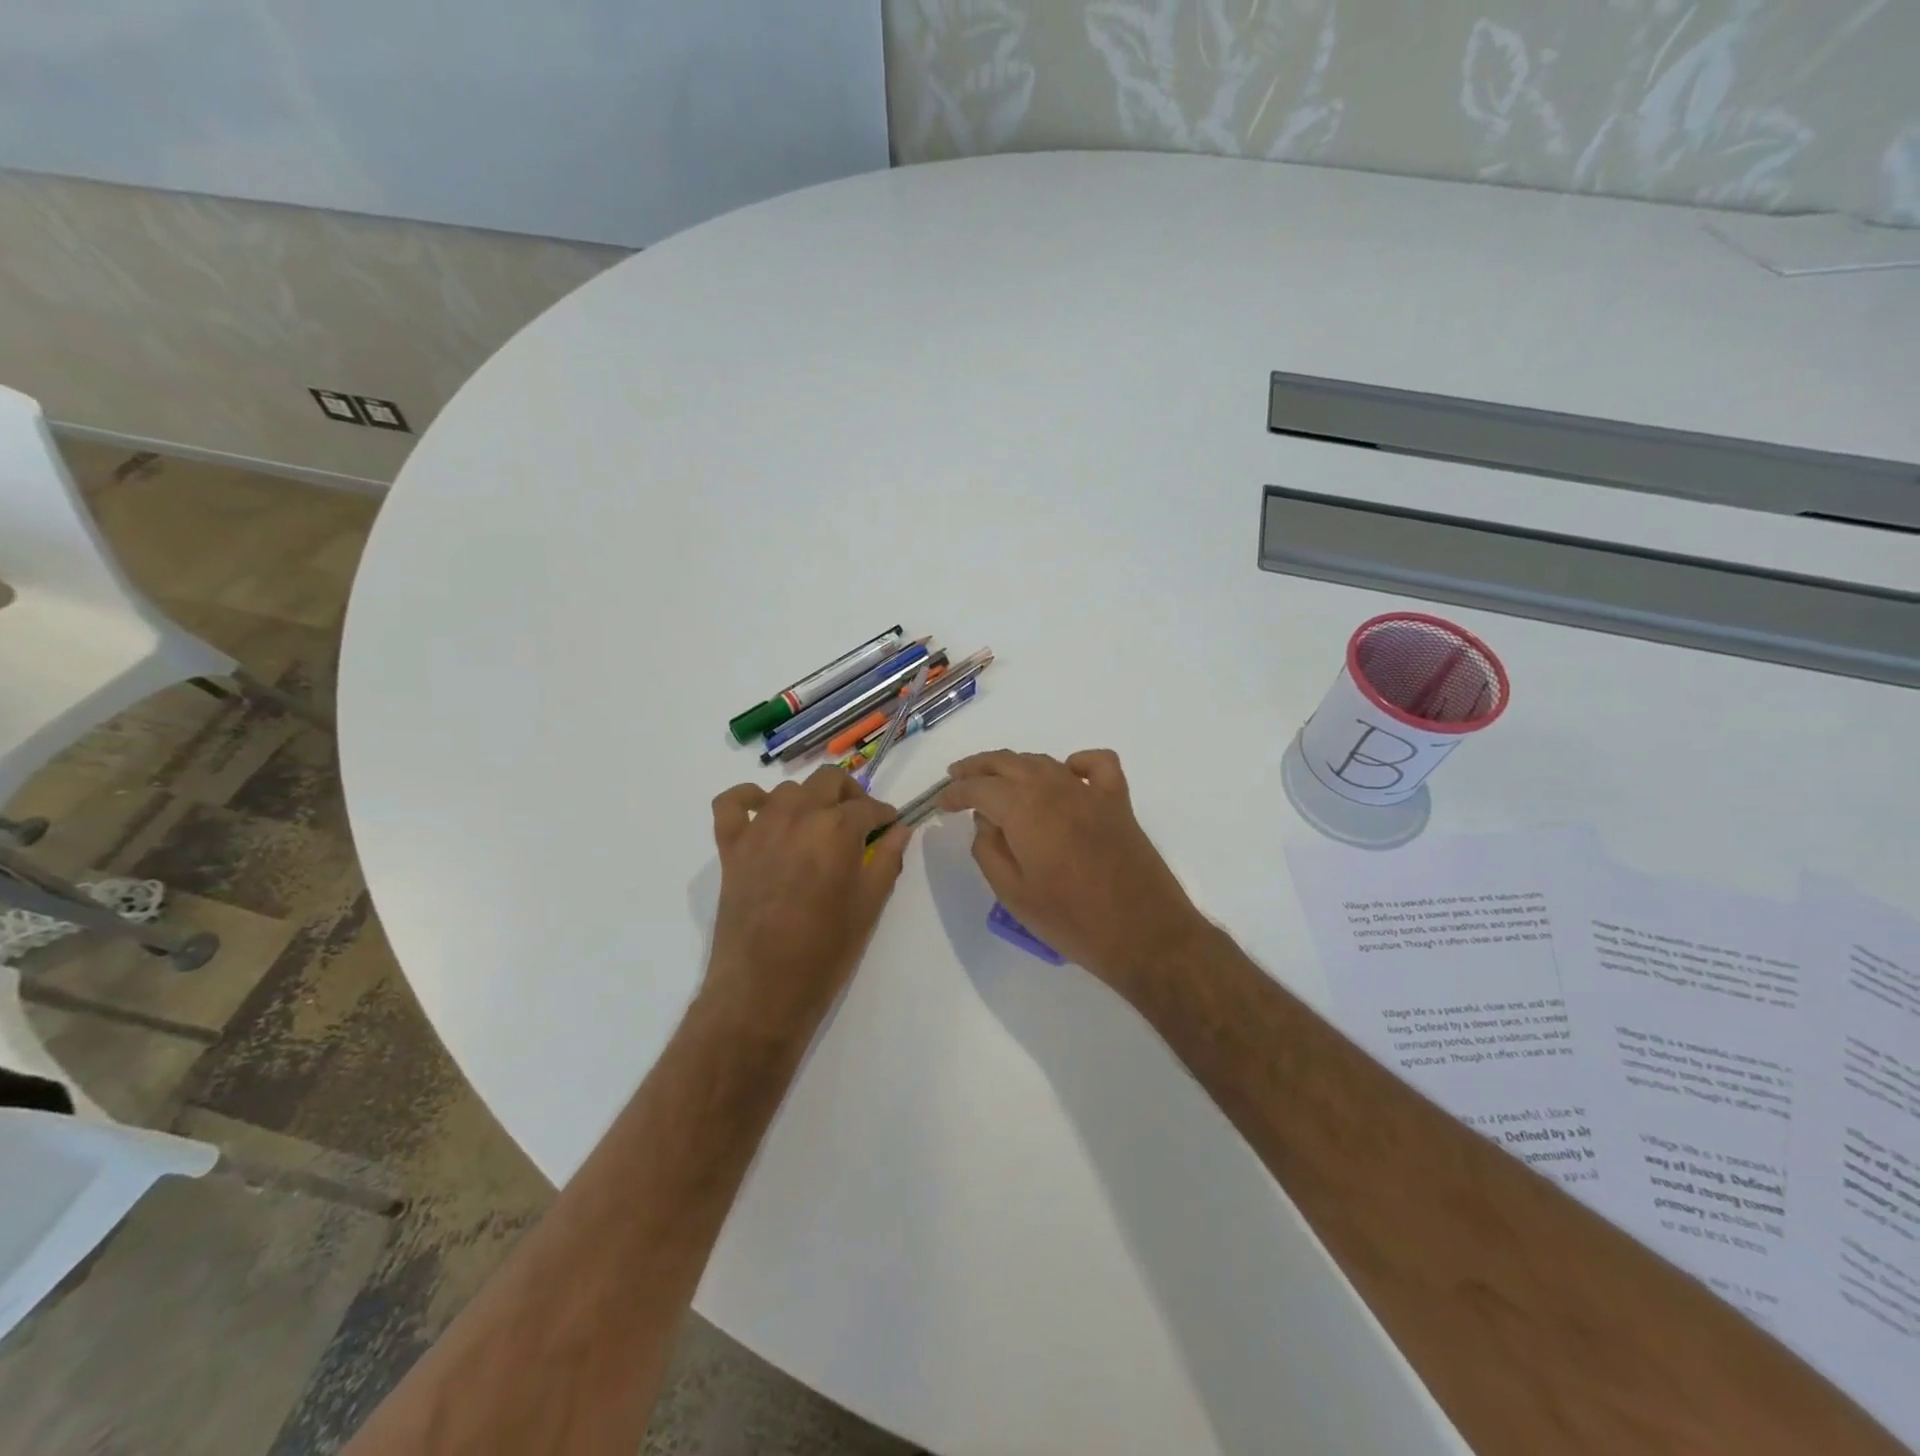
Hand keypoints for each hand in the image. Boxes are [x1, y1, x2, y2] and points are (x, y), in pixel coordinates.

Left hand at [706, 767, 909, 1034]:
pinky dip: (746, 798)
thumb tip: (901, 830)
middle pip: (829, 781)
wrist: (762, 990)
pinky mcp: (731, 846)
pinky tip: (762, 812)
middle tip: (858, 824)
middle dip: (850, 795)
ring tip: (816, 828)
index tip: (890, 827)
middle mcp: (799, 816)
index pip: (869, 806)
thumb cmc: (825, 951)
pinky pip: (731, 803)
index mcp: (838, 830)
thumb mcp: (869, 906)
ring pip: (788, 790)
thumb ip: (887, 860)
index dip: (884, 815)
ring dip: (808, 800)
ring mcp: (760, 828)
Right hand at [939, 750, 1207, 988]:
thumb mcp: (1013, 894)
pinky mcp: (1118, 802)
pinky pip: (1096, 765)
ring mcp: (1090, 792)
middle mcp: (1055, 788)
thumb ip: (989, 850)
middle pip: (1008, 762)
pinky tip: (1066, 775)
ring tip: (997, 779)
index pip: (980, 787)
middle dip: (978, 767)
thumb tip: (985, 821)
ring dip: (1015, 765)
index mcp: (1024, 808)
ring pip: (1044, 762)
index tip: (942, 802)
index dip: (956, 792)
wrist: (1144, 934)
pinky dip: (1076, 763)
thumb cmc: (1071, 920)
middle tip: (958, 777)